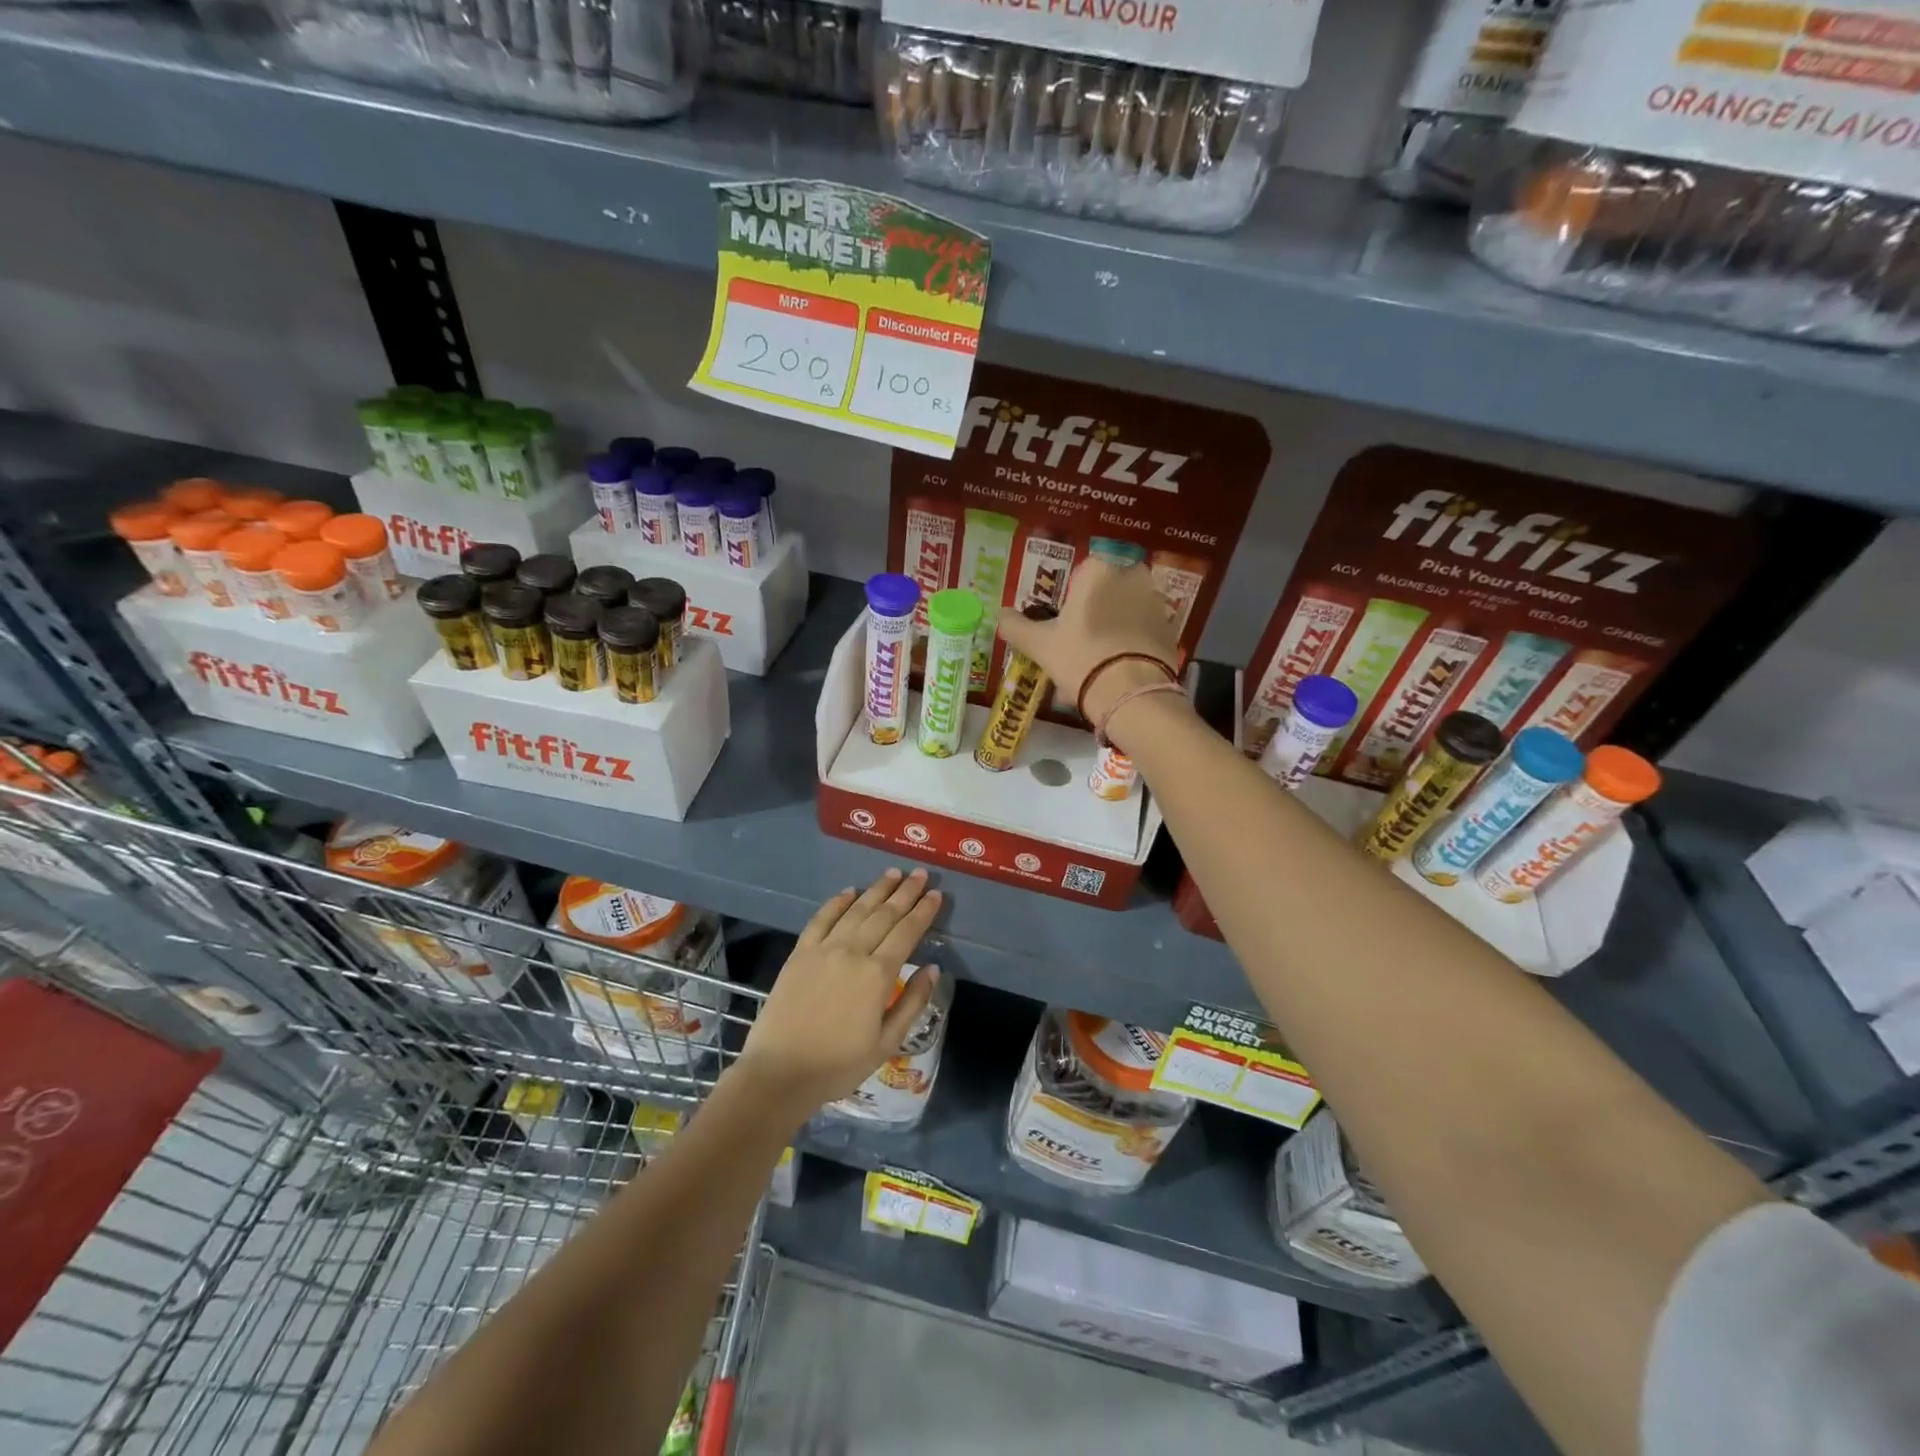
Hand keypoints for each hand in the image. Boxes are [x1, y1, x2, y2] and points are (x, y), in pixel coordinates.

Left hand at [736, 869, 941, 1108]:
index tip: (936, 893)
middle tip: (919, 874)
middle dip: (905, 892)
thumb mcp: (886, 1043)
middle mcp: (853, 952)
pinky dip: (837, 902)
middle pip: (884, 915)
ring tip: (892, 874)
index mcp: (877, 975)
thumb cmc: (838, 1065)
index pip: (907, 933)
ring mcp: (823, 949)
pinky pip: (821, 919)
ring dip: (876, 890)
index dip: (923, 912)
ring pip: (856, 911)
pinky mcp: (800, 953)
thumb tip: (933, 969)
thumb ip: (912, 1002)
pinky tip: (849, 891)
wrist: (779, 1073)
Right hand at [998, 558, 1179, 721]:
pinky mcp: (1171, 629)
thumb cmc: (1080, 659)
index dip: (1068, 602)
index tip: (1062, 628)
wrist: (1131, 694)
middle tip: (1077, 646)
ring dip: (1112, 630)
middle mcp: (1131, 576)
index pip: (1079, 576)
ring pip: (1125, 612)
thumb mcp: (1040, 645)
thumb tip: (1001, 616)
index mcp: (1098, 570)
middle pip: (1104, 593)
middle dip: (1093, 615)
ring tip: (1098, 664)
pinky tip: (1119, 671)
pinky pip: (1143, 631)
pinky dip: (1131, 645)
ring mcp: (1155, 602)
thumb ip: (1016, 626)